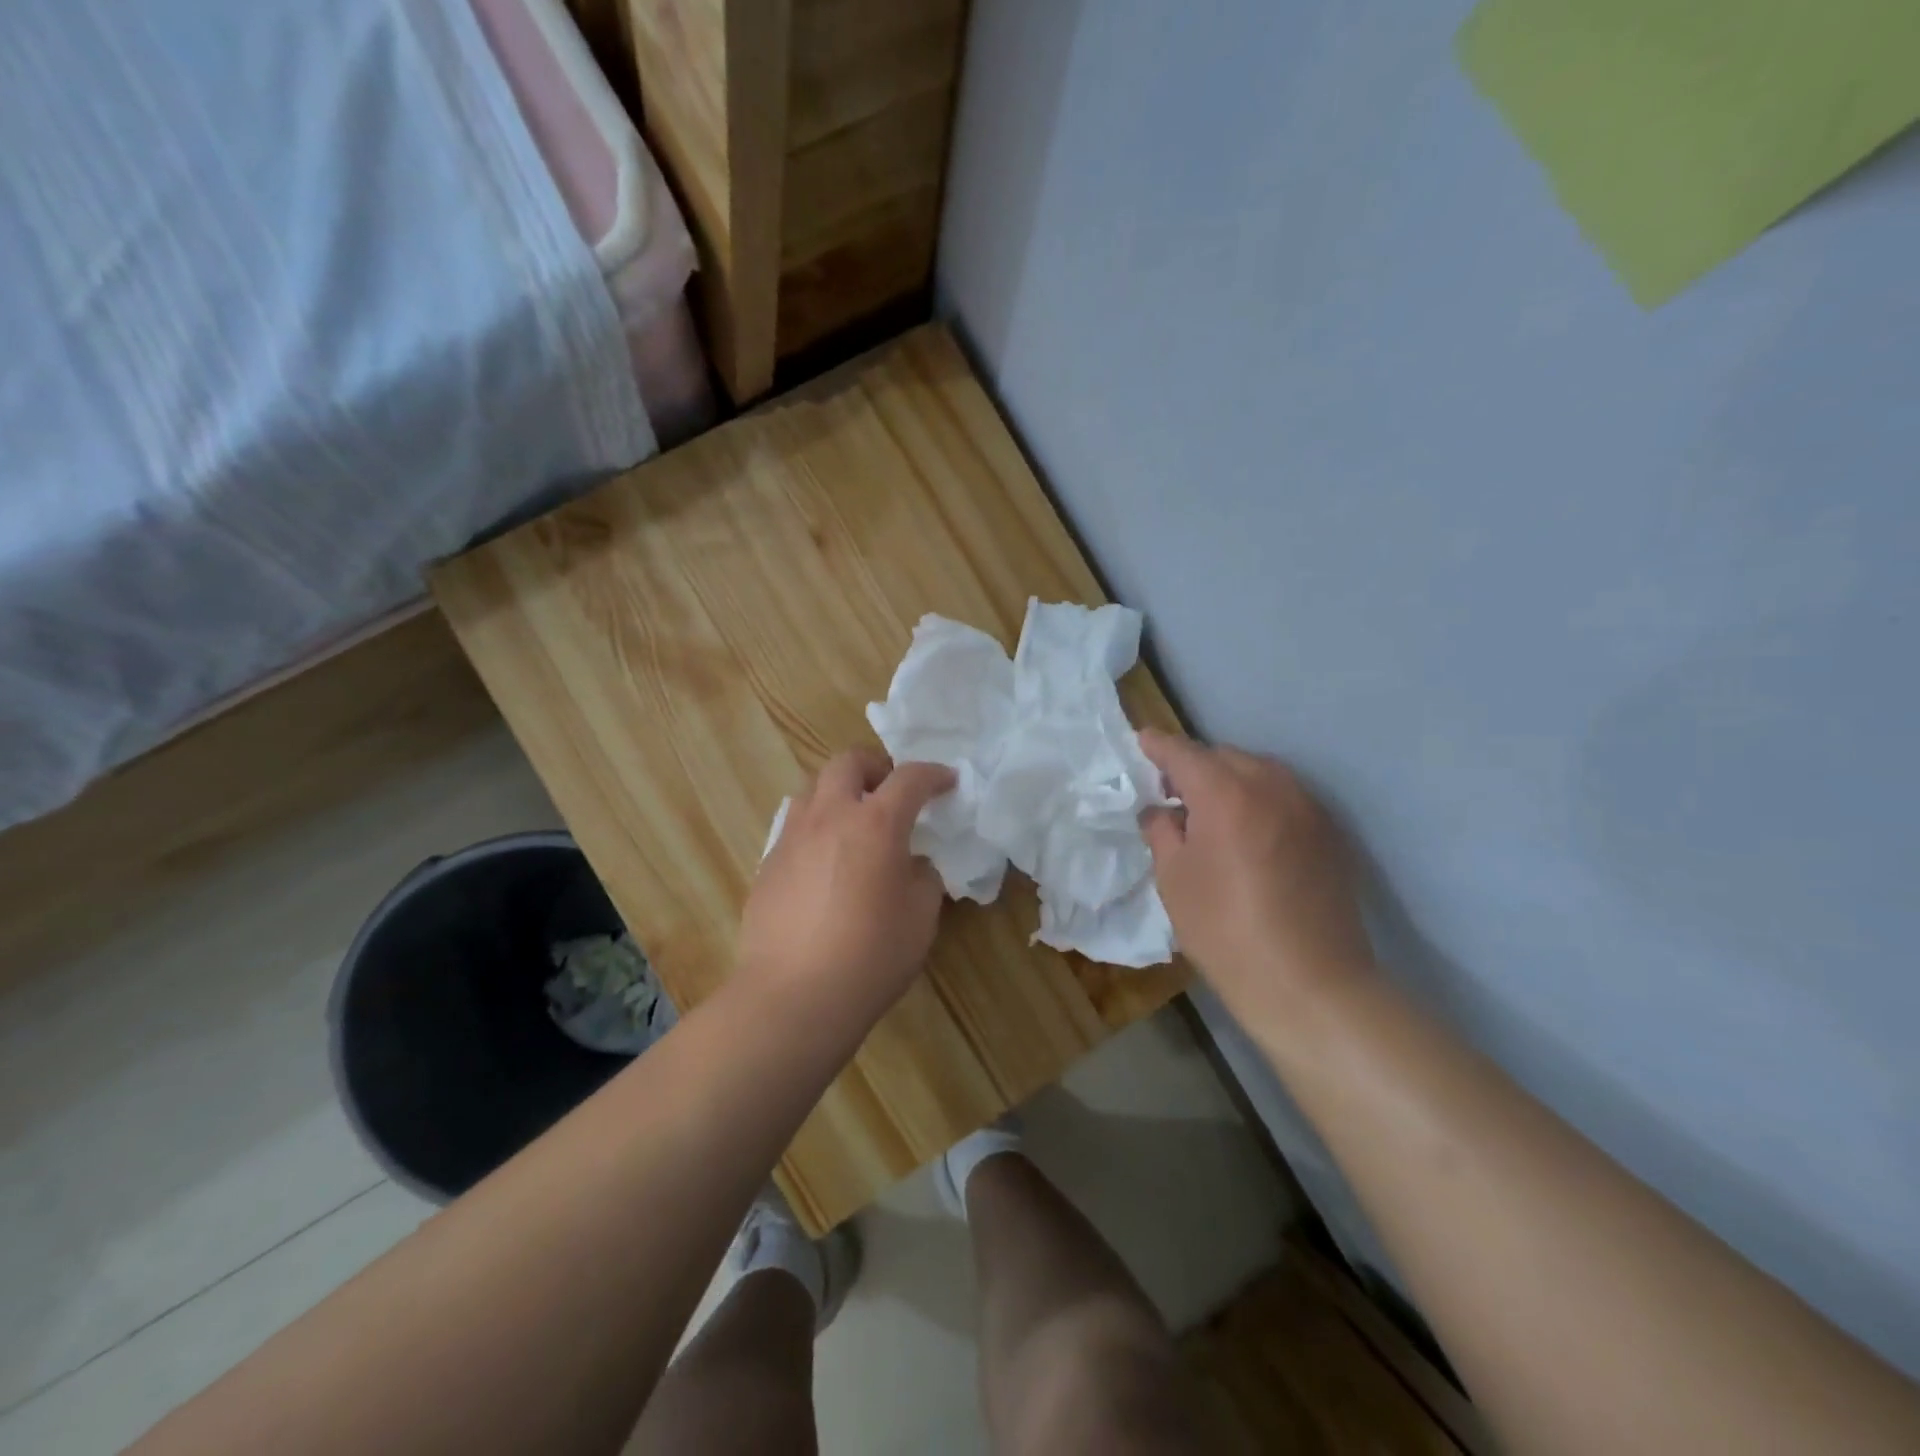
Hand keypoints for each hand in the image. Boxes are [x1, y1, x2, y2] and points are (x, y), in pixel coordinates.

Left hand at [736, 749, 956, 1033]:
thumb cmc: (870, 956)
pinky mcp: (768, 863)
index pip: (910, 778)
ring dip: (840, 792)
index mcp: (875, 823)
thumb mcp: (920, 918)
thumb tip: (912, 865)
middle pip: (848, 762)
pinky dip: (817, 827)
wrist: (793, 996)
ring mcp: (792, 837)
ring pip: (814, 788)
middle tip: (892, 794)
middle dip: (876, 767)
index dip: (934, 774)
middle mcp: (830, 817)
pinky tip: (826, 864)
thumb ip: (923, 878)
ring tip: (856, 824)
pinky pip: (795, 826)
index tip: (947, 782)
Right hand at [1139, 731, 1373, 1017]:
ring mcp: (1308, 807)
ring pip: (1260, 773)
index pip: (1183, 752)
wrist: (1310, 984)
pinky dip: (1261, 801)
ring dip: (1231, 780)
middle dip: (1195, 765)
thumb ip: (1162, 831)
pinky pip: (1286, 797)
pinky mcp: (1331, 832)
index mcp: (1226, 793)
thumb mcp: (1174, 880)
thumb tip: (1162, 811)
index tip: (1141, 743)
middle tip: (1172, 791)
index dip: (1158, 746)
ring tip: (1211, 811)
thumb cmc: (1226, 931)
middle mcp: (1272, 786)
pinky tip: (1250, 834)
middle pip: (1224, 757)